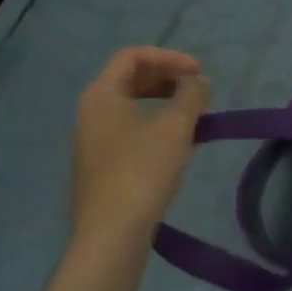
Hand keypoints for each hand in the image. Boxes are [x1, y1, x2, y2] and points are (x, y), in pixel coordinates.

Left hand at [71, 47, 209, 253]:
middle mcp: (91, 112)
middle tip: (198, 91)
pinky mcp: (102, 165)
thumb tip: (198, 83)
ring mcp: (94, 141)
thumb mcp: (175, 129)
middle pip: (130, 78)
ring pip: (131, 106)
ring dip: (165, 103)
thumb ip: (191, 96)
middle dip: (168, 78)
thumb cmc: (142, 173)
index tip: (200, 73)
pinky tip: (179, 145)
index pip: (133, 56)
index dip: (169, 57)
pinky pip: (130, 129)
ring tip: (195, 117)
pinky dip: (156, 125)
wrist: (112, 234)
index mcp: (101, 95)